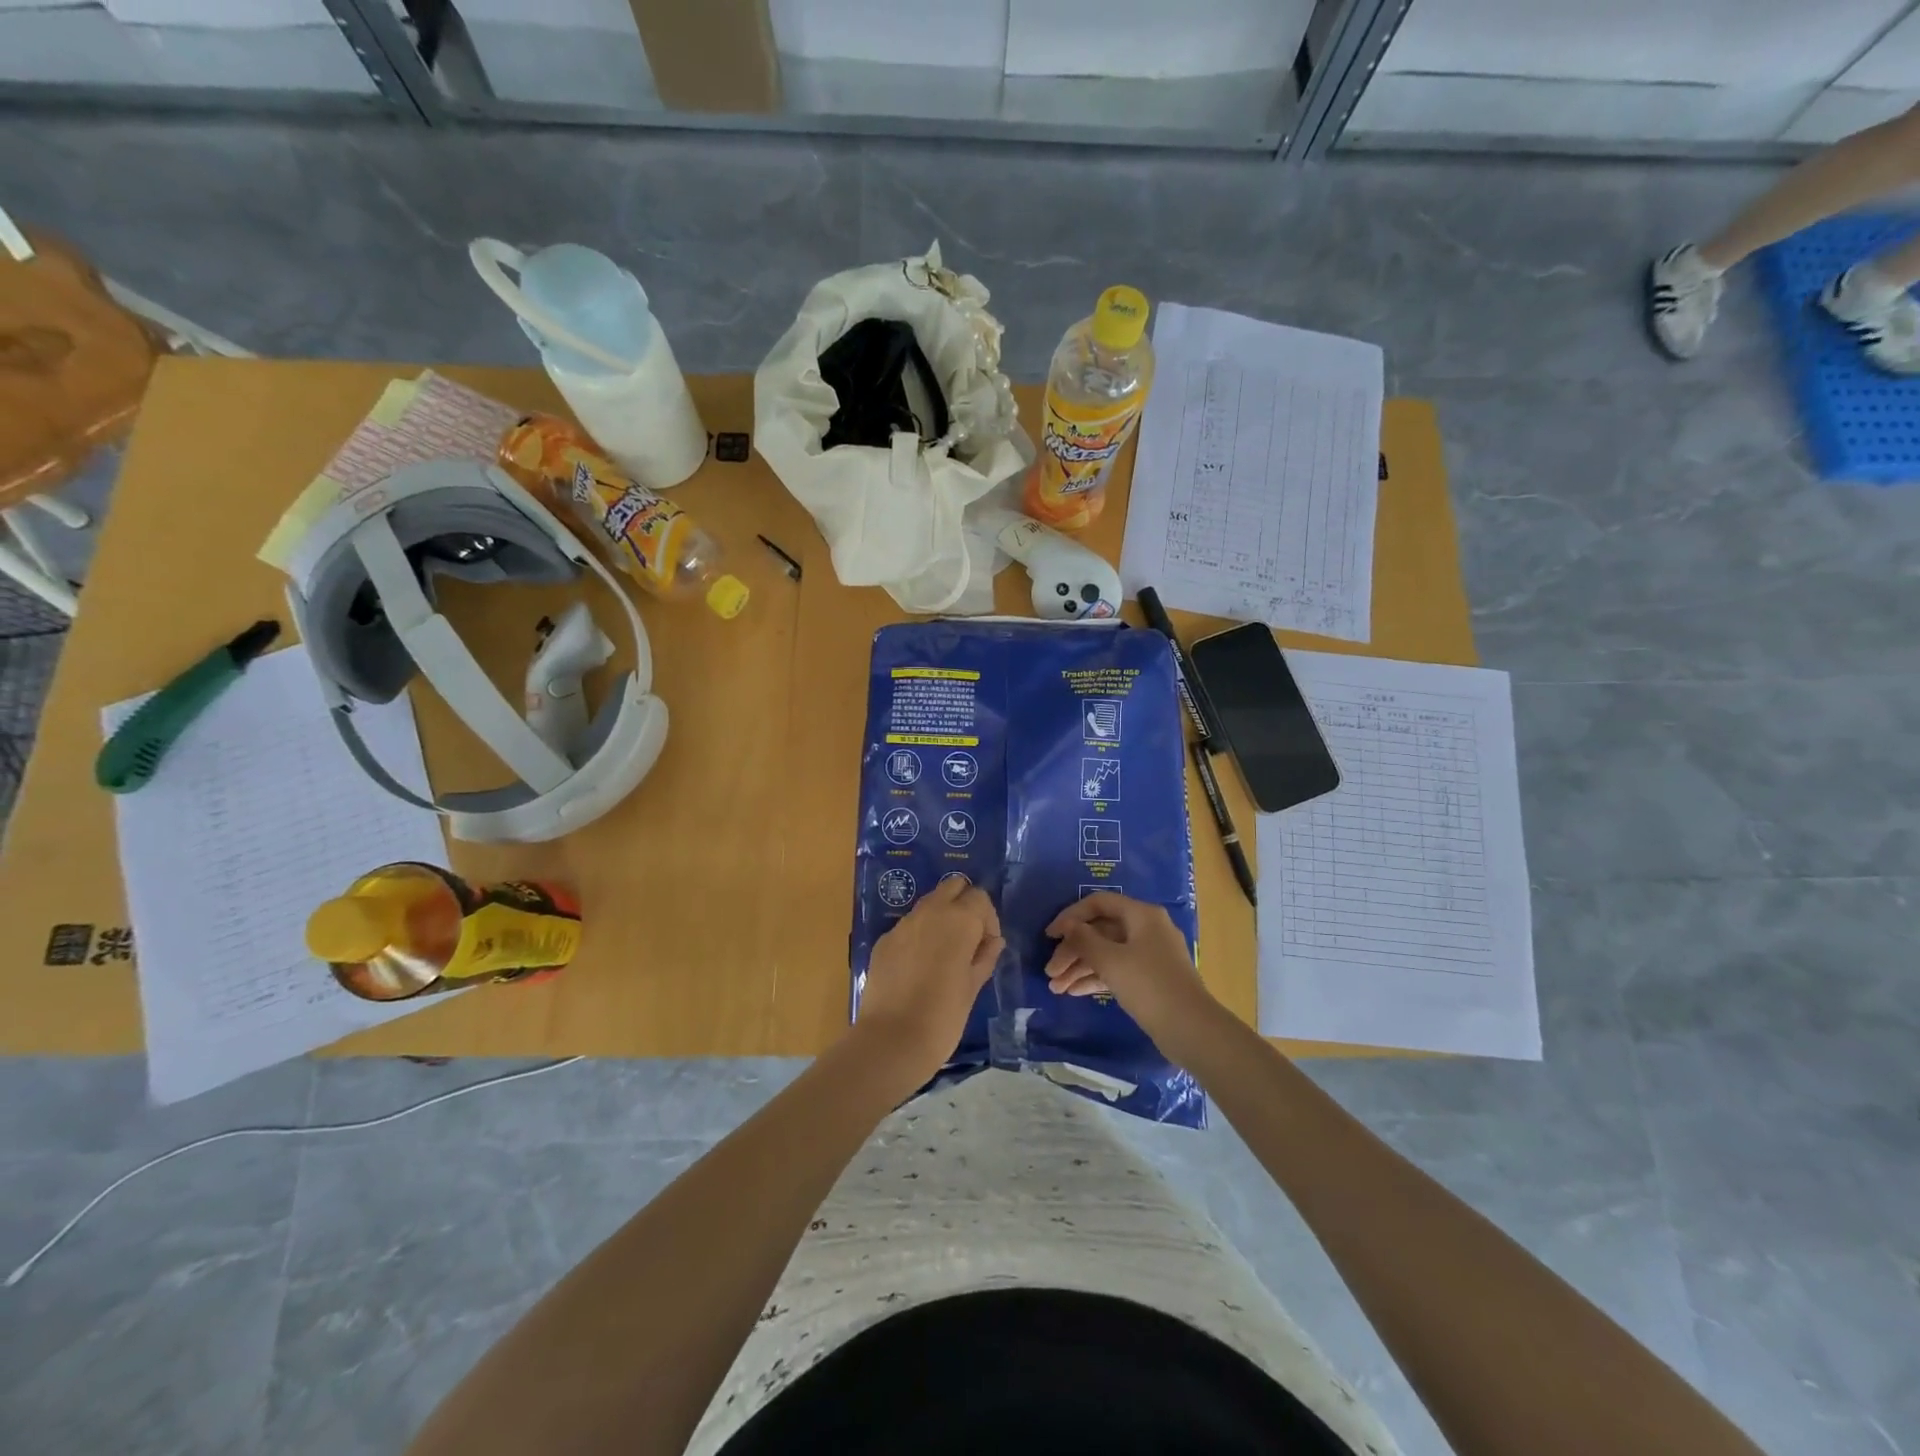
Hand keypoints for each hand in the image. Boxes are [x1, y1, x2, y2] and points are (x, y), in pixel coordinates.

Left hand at [855, 876, 1004, 1084]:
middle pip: (953, 886)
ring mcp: (903, 923)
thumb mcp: (973, 987)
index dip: (988, 919)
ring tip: (944, 952)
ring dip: (941, 916)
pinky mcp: (884, 940)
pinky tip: (919, 966)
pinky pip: (908, 925)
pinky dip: (919, 934)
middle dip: (964, 903)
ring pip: (928, 902)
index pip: (980, 897)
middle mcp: (930, 911)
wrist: (891, 1040)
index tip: (987, 946)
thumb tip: (993, 941)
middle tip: (967, 938)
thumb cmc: (943, 1016)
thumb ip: (985, 956)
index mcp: (959, 920)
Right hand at [1044, 893, 1221, 1064]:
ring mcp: (1149, 955)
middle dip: (1073, 950)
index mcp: (1141, 915)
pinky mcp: (1149, 979)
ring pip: (1107, 953)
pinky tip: (1073, 992)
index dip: (1071, 916)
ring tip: (1056, 988)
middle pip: (1100, 930)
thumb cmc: (1149, 985)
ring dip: (1080, 967)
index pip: (1099, 903)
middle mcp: (1146, 929)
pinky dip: (1096, 978)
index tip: (1049, 936)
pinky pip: (1117, 970)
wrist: (1191, 1029)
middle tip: (1050, 972)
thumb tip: (1068, 926)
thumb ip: (1084, 940)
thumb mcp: (1111, 960)